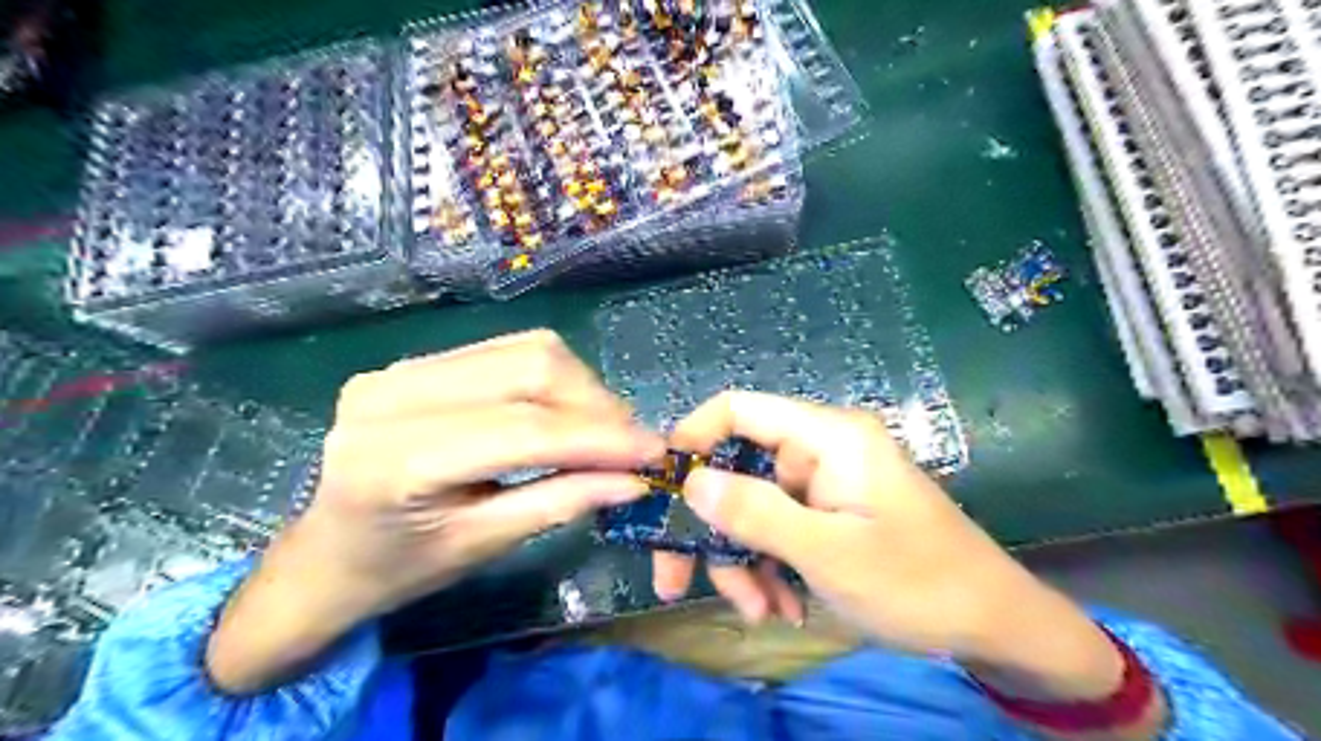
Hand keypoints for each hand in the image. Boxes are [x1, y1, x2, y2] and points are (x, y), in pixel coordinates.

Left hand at [207, 330, 665, 693]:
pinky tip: (565, 411)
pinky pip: (506, 351)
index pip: (523, 429)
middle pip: (529, 367)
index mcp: (396, 459)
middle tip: (632, 444)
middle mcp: (392, 393)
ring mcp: (400, 367)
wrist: (325, 555)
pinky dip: (552, 379)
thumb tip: (634, 480)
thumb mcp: (483, 546)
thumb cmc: (397, 569)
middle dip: (596, 404)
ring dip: (580, 387)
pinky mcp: (415, 361)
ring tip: (604, 430)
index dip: (599, 438)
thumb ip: (561, 502)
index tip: (654, 453)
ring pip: (525, 349)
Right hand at [666, 392, 1141, 712]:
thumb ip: (757, 513)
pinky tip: (783, 608)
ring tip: (758, 612)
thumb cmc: (918, 581)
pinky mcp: (828, 514)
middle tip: (678, 581)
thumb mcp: (829, 553)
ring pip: (753, 508)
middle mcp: (820, 450)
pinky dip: (770, 568)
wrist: (995, 625)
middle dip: (713, 528)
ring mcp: (824, 485)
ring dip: (744, 560)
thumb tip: (691, 482)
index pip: (739, 409)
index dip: (692, 438)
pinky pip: (779, 530)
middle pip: (738, 469)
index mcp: (828, 436)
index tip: (662, 489)